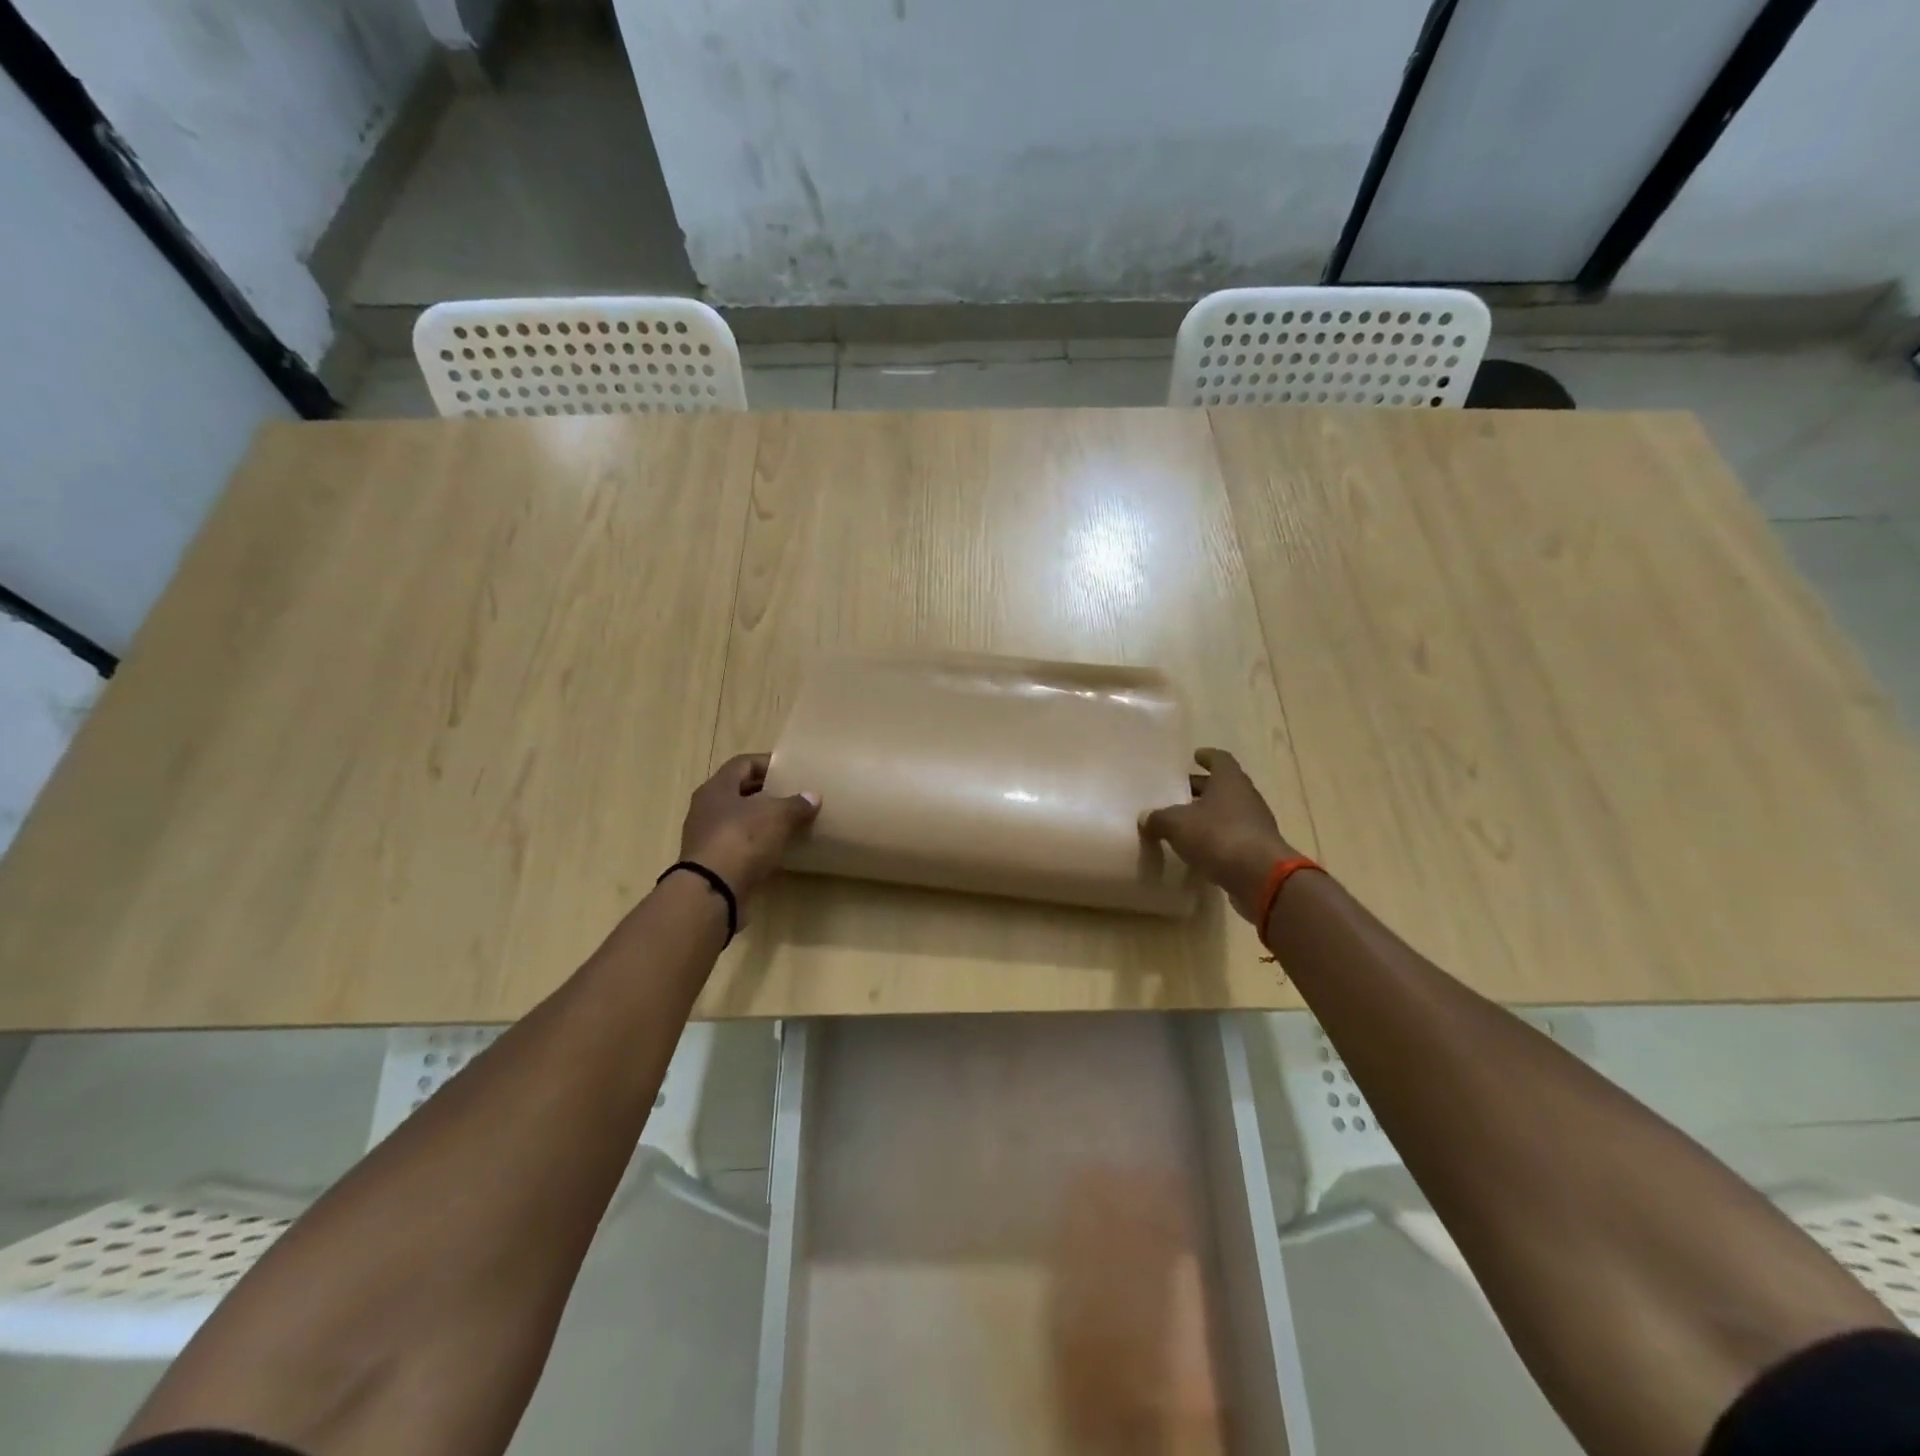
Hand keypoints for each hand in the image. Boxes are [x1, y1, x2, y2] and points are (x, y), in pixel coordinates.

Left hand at [679, 754, 819, 900]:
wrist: (712, 891)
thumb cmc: (742, 840)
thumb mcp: (776, 816)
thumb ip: (796, 804)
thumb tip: (813, 796)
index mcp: (717, 788)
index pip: (743, 764)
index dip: (767, 763)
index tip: (789, 768)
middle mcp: (706, 809)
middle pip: (738, 792)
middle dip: (765, 792)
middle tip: (792, 794)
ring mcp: (706, 838)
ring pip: (738, 820)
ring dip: (761, 820)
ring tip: (789, 823)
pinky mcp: (712, 864)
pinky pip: (738, 846)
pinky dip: (757, 845)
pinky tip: (777, 850)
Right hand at [1140, 748, 1297, 922]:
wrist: (1260, 877)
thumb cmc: (1218, 836)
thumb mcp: (1176, 824)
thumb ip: (1158, 818)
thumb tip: (1146, 818)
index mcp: (1229, 780)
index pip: (1220, 759)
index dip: (1207, 757)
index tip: (1195, 756)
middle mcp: (1246, 797)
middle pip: (1222, 786)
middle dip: (1200, 788)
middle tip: (1177, 792)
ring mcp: (1255, 824)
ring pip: (1227, 812)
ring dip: (1208, 815)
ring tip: (1183, 822)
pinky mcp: (1256, 849)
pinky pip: (1232, 836)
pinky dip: (1215, 838)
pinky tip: (1197, 848)